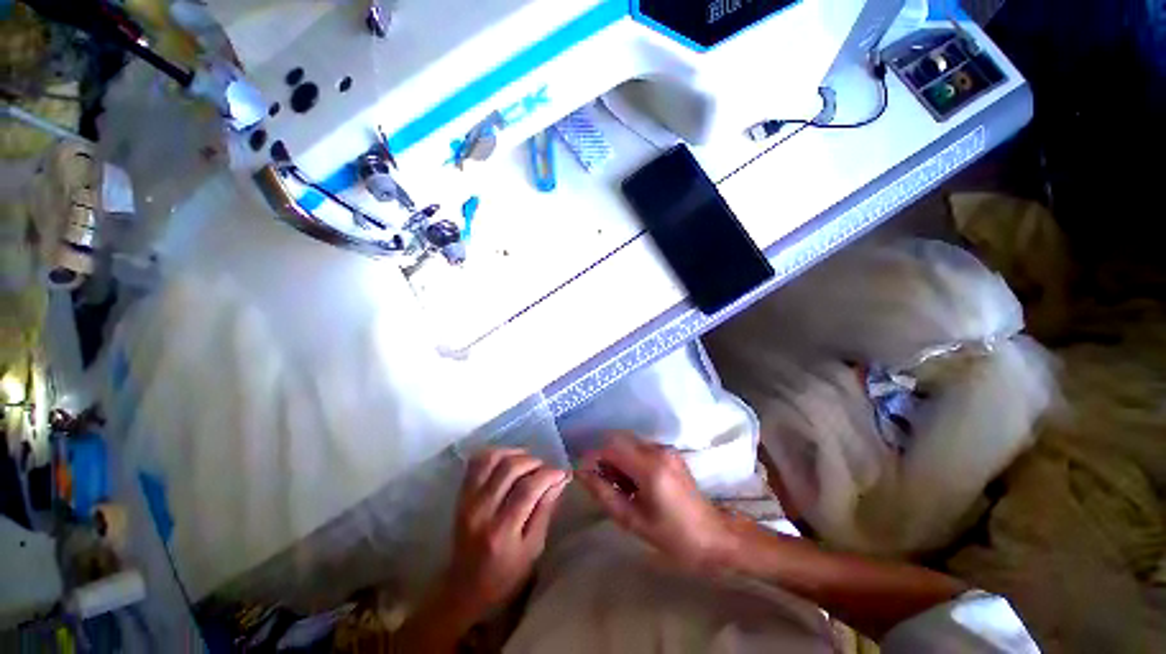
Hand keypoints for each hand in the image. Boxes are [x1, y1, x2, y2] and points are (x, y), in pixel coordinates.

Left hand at [442, 448, 570, 620]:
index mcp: (501, 532)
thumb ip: (545, 511)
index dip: (548, 475)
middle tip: (546, 469)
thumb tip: (560, 480)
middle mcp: (481, 511)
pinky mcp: (461, 495)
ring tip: (529, 462)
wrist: (464, 590)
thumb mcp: (533, 551)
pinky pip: (476, 463)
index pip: (527, 489)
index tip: (562, 473)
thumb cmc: (505, 577)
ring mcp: (467, 501)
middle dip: (534, 462)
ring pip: (492, 459)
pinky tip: (509, 460)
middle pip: (509, 469)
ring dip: (514, 453)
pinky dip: (495, 454)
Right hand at [577, 432, 731, 569]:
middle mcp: (658, 450)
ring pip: (629, 441)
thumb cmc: (673, 536)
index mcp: (649, 468)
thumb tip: (582, 474)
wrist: (714, 537)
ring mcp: (666, 449)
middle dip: (604, 455)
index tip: (582, 472)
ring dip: (617, 457)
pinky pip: (641, 447)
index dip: (592, 456)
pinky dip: (629, 458)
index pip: (611, 447)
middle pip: (619, 439)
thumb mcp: (633, 521)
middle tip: (601, 481)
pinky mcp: (670, 452)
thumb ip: (604, 494)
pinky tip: (633, 482)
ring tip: (618, 485)